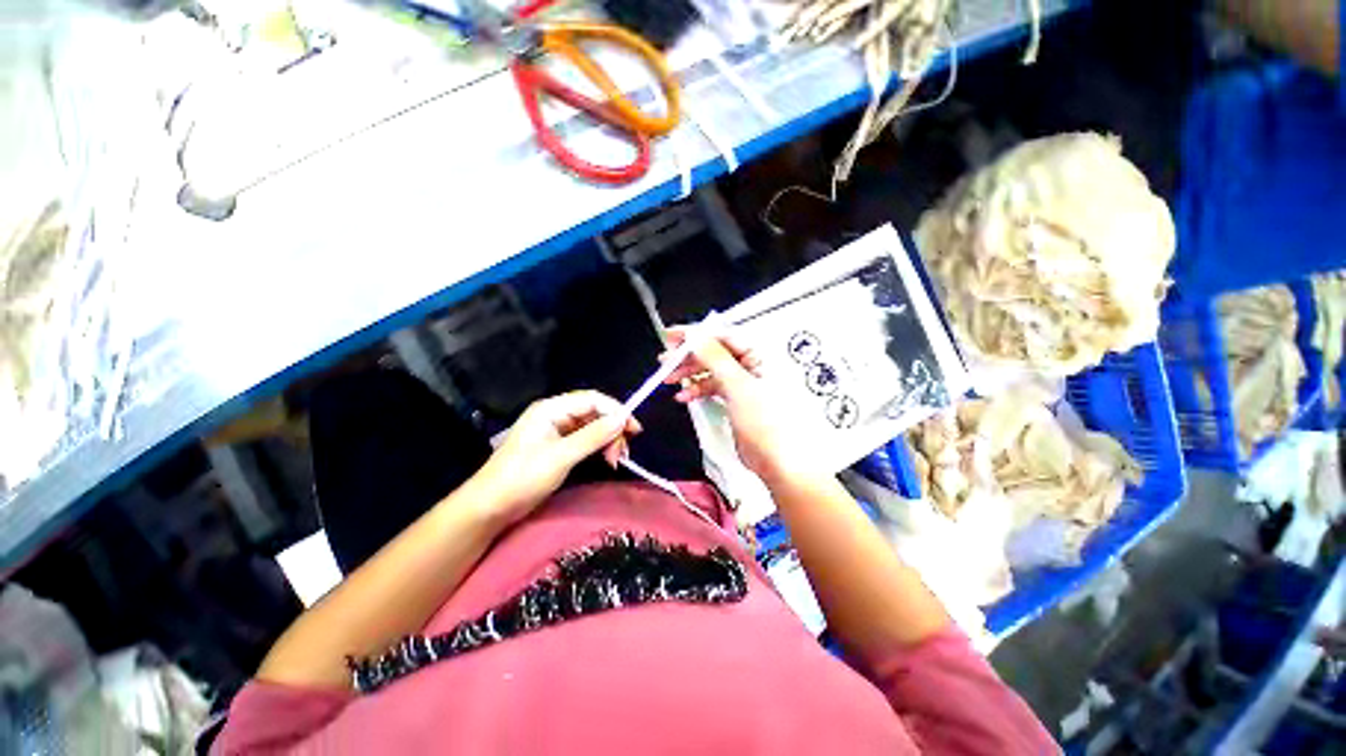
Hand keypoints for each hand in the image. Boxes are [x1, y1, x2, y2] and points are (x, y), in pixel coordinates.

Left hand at [468, 391, 640, 525]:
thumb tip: (623, 419)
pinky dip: (599, 447)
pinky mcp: (558, 446)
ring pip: (593, 426)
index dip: (616, 411)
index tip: (634, 430)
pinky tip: (606, 460)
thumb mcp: (561, 456)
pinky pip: (586, 439)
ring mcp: (557, 430)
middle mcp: (556, 414)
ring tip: (614, 460)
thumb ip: (593, 436)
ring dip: (608, 440)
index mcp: (552, 408)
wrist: (490, 507)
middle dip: (612, 429)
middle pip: (594, 412)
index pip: (593, 399)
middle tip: (621, 453)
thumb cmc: (523, 477)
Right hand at [661, 328, 818, 482]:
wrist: (777, 461)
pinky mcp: (736, 398)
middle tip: (667, 359)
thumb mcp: (738, 385)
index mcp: (760, 354)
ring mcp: (744, 382)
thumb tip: (696, 336)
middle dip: (689, 356)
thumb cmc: (768, 424)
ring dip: (690, 373)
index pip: (723, 335)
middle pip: (714, 351)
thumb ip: (715, 358)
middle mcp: (753, 364)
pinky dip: (697, 389)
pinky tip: (685, 396)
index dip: (696, 334)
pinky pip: (713, 386)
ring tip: (670, 378)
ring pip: (710, 369)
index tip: (673, 336)